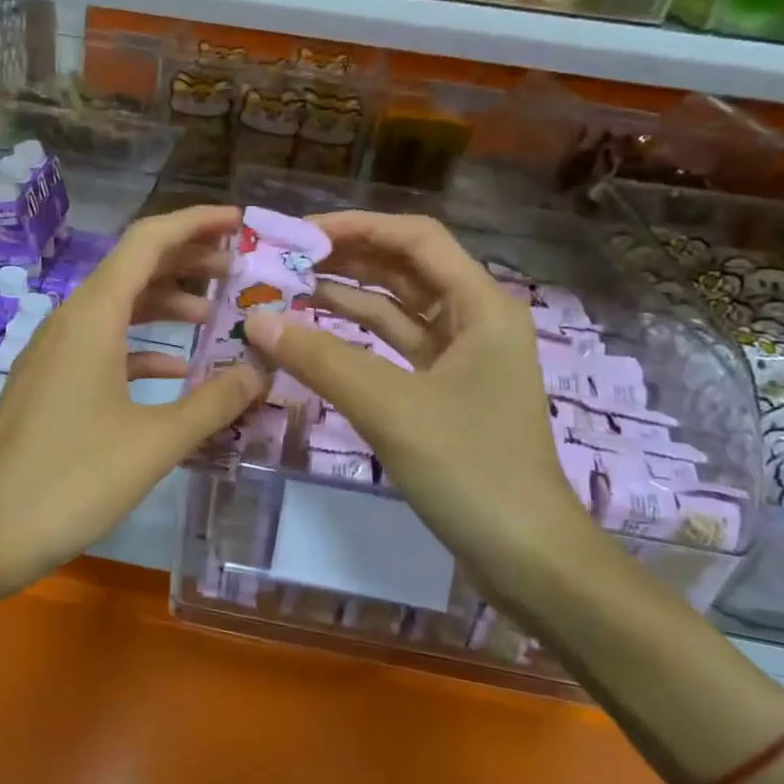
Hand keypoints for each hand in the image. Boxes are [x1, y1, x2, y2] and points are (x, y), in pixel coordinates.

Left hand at [0, 205, 267, 585]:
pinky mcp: (51, 383)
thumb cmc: (68, 480)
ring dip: (168, 304)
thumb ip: (213, 403)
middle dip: (189, 261)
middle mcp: (72, 320)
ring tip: (217, 316)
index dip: (195, 223)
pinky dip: (144, 346)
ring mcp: (57, 352)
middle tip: (241, 272)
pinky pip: (105, 345)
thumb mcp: (154, 442)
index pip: (148, 241)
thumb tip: (260, 371)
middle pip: (135, 268)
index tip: (239, 223)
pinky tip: (175, 371)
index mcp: (94, 315)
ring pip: (120, 308)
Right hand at [242, 211, 587, 565]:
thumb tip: (256, 320)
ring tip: (286, 291)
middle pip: (404, 269)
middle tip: (282, 261)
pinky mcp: (444, 391)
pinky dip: (355, 340)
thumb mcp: (390, 407)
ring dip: (346, 298)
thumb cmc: (471, 469)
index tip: (299, 234)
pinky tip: (313, 336)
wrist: (527, 557)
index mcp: (482, 304)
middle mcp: (475, 319)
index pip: (415, 238)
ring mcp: (461, 357)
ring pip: (397, 309)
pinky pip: (393, 348)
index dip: (357, 227)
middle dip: (345, 259)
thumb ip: (321, 359)